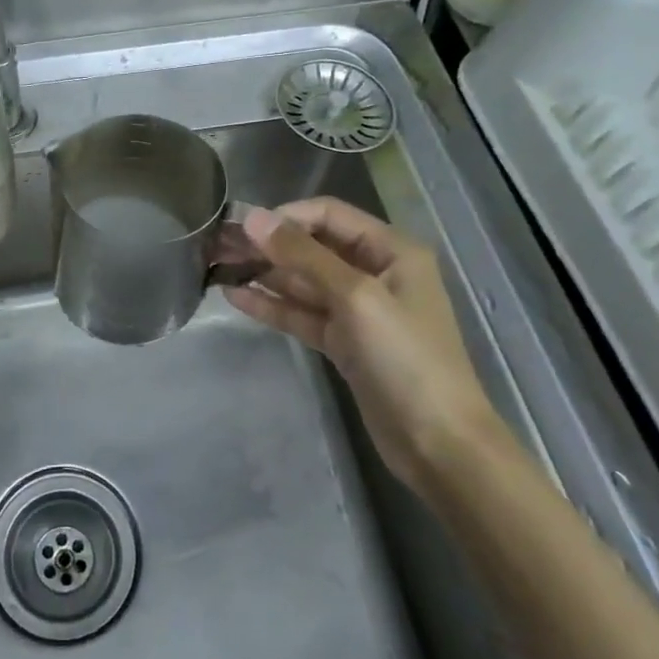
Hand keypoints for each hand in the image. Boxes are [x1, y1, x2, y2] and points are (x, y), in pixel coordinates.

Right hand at [226, 198, 500, 490]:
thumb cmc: (406, 358)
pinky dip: (273, 305)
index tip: (242, 226)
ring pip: (304, 281)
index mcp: (391, 250)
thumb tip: (254, 219)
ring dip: (265, 274)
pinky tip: (236, 297)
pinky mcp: (344, 342)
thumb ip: (304, 255)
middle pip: (313, 247)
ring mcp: (358, 309)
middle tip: (219, 245)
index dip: (286, 216)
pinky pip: (303, 313)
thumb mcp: (356, 297)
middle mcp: (375, 272)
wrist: (438, 444)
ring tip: (219, 267)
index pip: (329, 215)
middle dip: (269, 245)